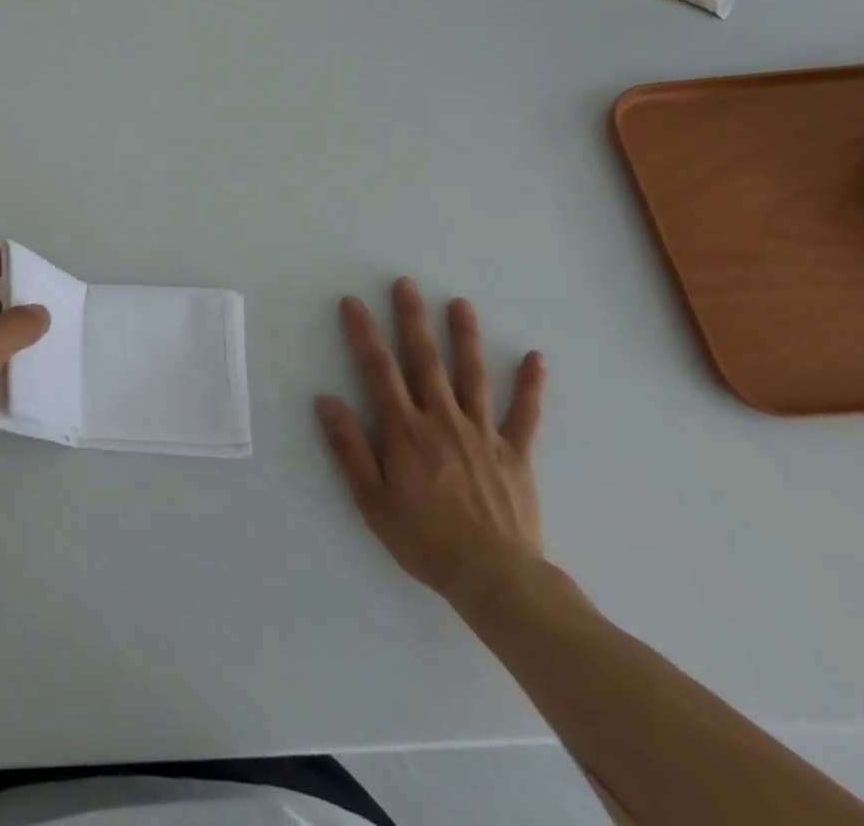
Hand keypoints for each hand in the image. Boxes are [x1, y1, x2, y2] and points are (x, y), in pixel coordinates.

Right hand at [315, 278, 546, 613]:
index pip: (379, 370)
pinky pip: (525, 414)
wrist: (495, 580)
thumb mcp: (372, 499)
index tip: (353, 303)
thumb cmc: (424, 539)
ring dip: (465, 336)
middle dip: (412, 319)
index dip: (364, 334)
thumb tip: (327, 399)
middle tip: (406, 284)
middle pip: (425, 360)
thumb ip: (349, 447)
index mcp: (405, 430)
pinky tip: (536, 358)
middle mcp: (442, 420)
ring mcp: (481, 433)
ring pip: (472, 375)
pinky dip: (531, 386)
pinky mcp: (514, 453)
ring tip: (460, 303)